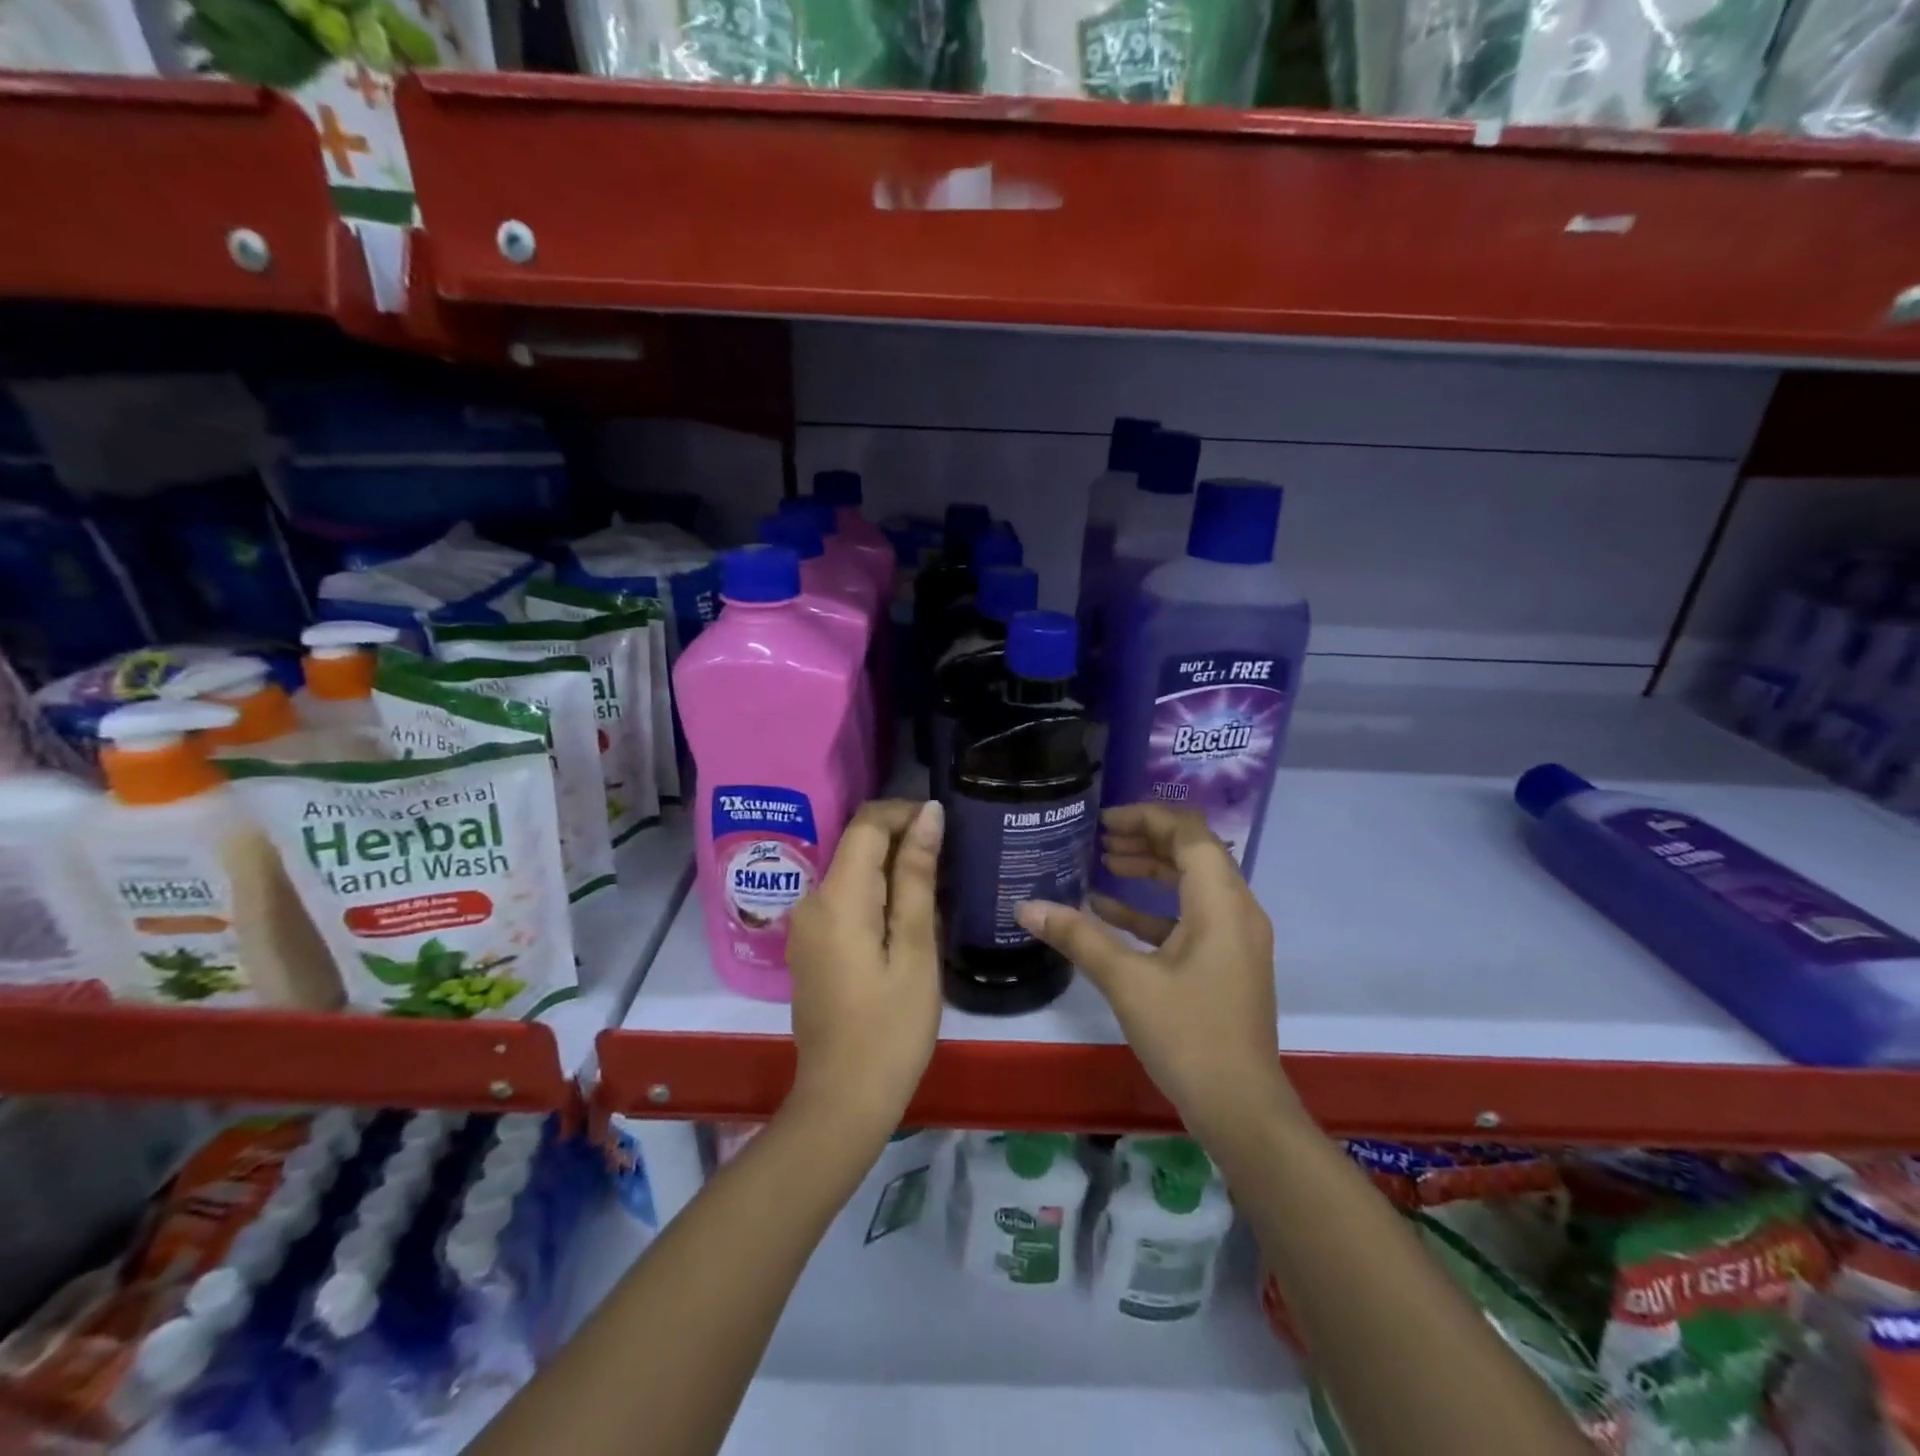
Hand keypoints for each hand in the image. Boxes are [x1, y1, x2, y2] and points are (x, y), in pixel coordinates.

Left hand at [784, 799, 944, 1134]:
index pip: (867, 823)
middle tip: (950, 863)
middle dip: (902, 840)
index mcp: (836, 896)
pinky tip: (906, 921)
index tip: (946, 825)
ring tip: (936, 892)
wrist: (843, 1100)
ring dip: (892, 870)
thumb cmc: (891, 1028)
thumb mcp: (916, 949)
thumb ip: (918, 877)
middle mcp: (810, 900)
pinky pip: (843, 899)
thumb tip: (929, 814)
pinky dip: (875, 895)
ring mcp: (804, 925)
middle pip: (857, 844)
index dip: (906, 812)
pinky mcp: (809, 945)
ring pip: (851, 871)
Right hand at [1013, 803, 1291, 1135]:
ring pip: (1191, 883)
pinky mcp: (1225, 962)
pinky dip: (1153, 908)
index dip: (1147, 816)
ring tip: (1104, 862)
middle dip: (1146, 838)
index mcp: (1221, 903)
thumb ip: (1078, 936)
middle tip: (1099, 837)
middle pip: (1193, 851)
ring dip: (1150, 869)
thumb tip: (1025, 907)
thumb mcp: (1127, 981)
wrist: (1241, 1110)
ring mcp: (1234, 938)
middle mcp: (1236, 910)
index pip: (1189, 832)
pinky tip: (1109, 911)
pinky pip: (1190, 917)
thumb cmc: (1189, 1036)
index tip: (1104, 821)